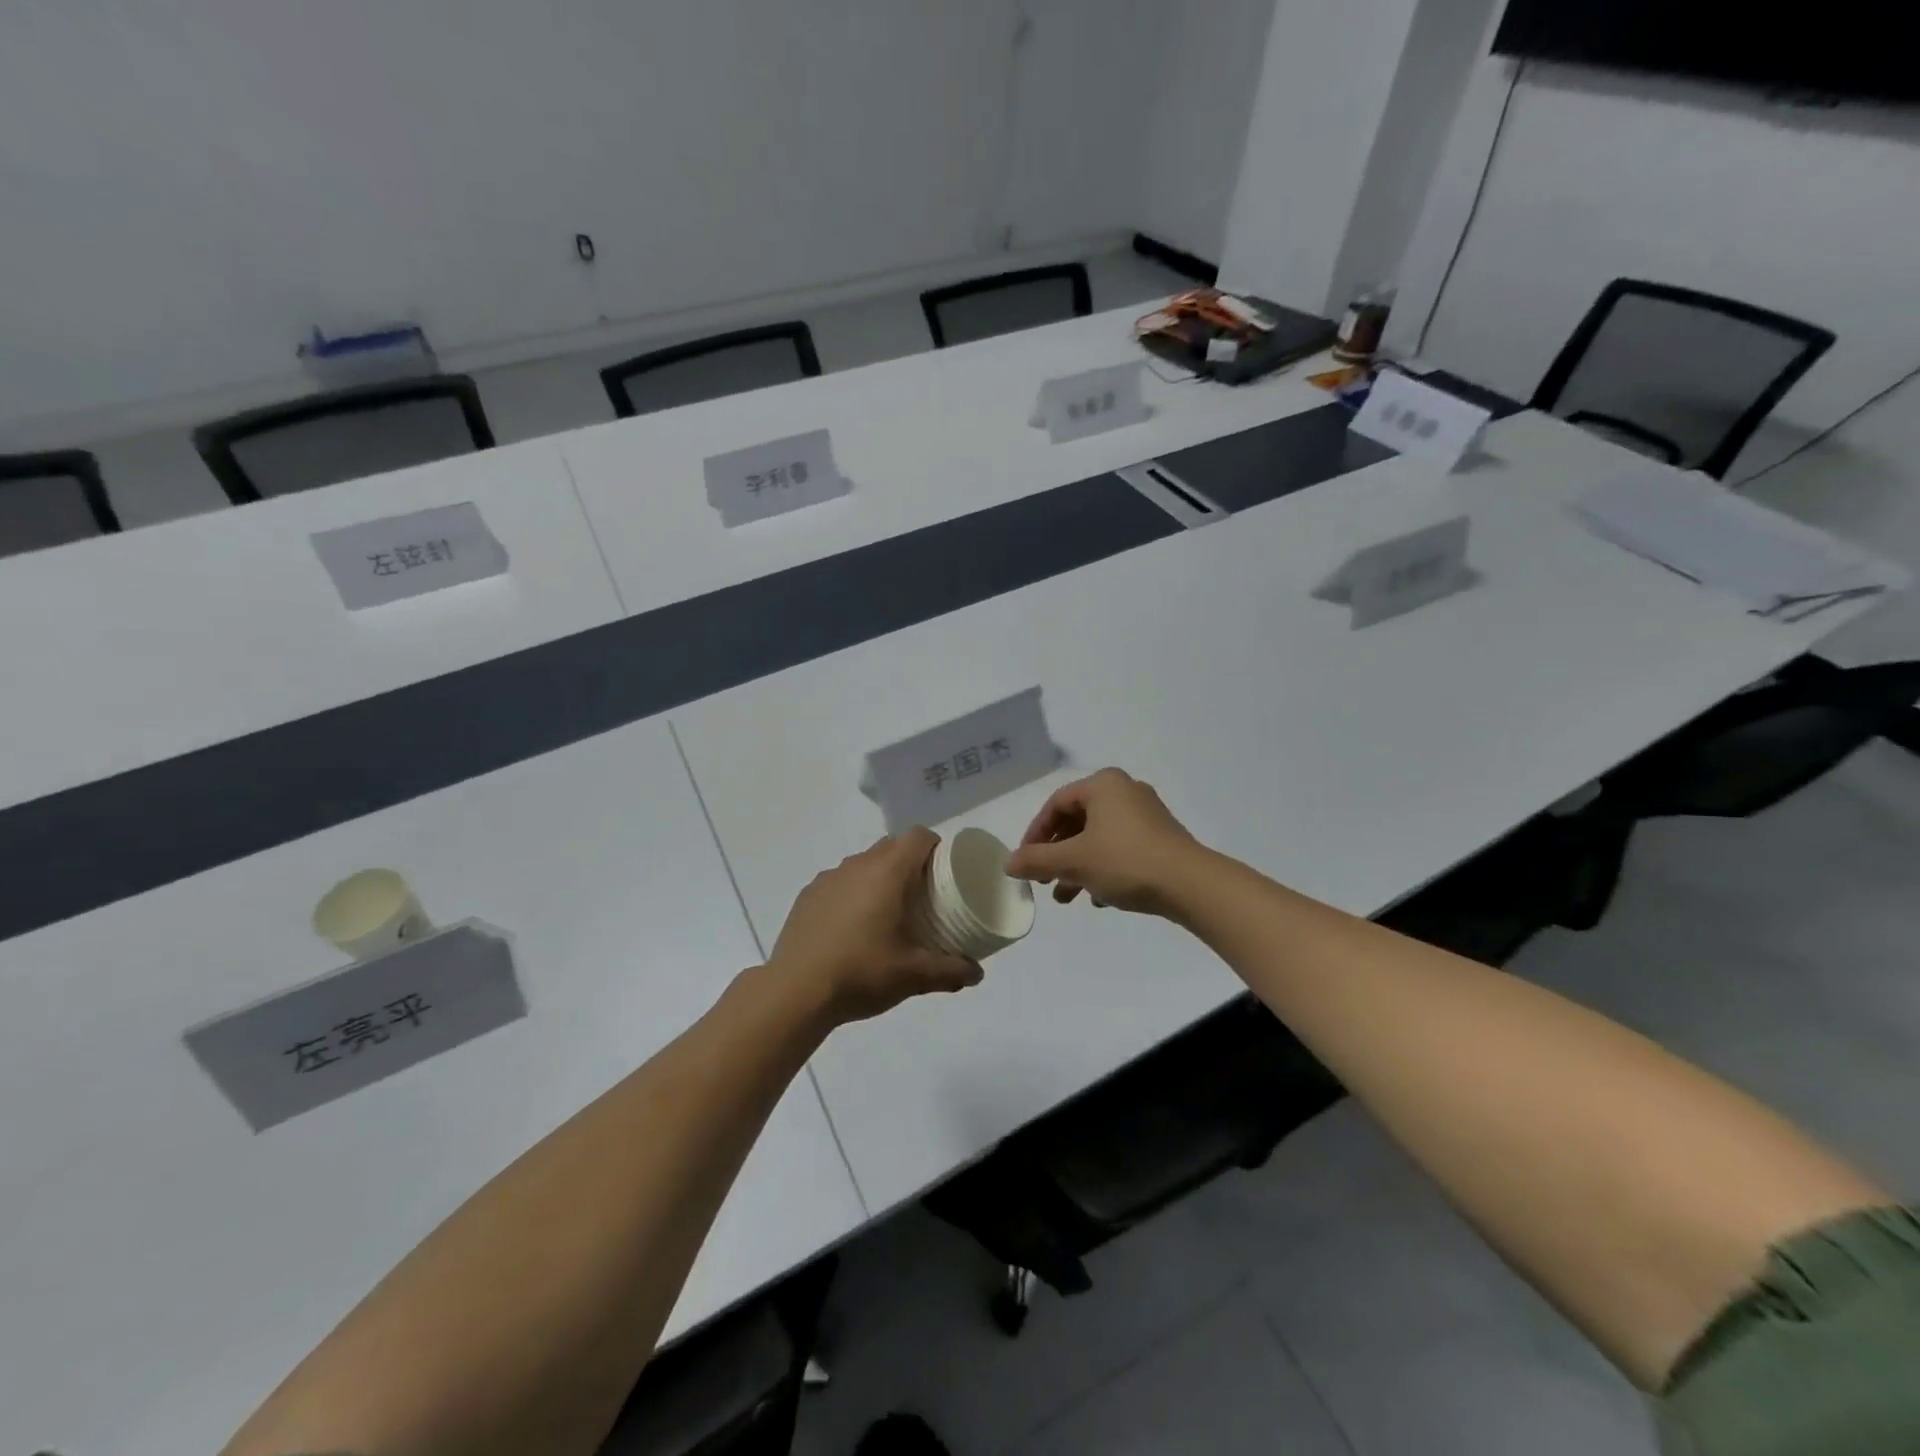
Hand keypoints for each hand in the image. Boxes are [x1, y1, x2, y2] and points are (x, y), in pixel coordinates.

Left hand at [768, 828, 983, 1024]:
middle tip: (922, 896)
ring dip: (879, 878)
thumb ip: (951, 971)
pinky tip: (851, 928)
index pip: (918, 836)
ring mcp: (828, 878)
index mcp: (888, 872)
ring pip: (863, 863)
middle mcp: (857, 865)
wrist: (795, 991)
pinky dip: (851, 894)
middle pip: (891, 846)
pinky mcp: (807, 896)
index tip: (944, 872)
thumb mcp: (914, 976)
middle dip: (910, 863)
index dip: (936, 847)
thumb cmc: (862, 972)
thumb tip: (977, 973)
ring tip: (886, 914)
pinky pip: (839, 883)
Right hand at [1005, 768, 1202, 914]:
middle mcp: (1125, 791)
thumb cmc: (1125, 862)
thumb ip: (1037, 860)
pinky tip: (1097, 898)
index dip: (1035, 834)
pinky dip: (1102, 868)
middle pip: (1077, 821)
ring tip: (1065, 897)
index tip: (1025, 862)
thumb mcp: (1074, 862)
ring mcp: (1146, 814)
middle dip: (1056, 854)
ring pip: (1098, 838)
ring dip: (1077, 866)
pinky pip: (1120, 848)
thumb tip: (1008, 863)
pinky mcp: (1160, 838)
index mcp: (1103, 785)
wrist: (1191, 885)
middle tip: (1043, 879)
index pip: (1056, 804)